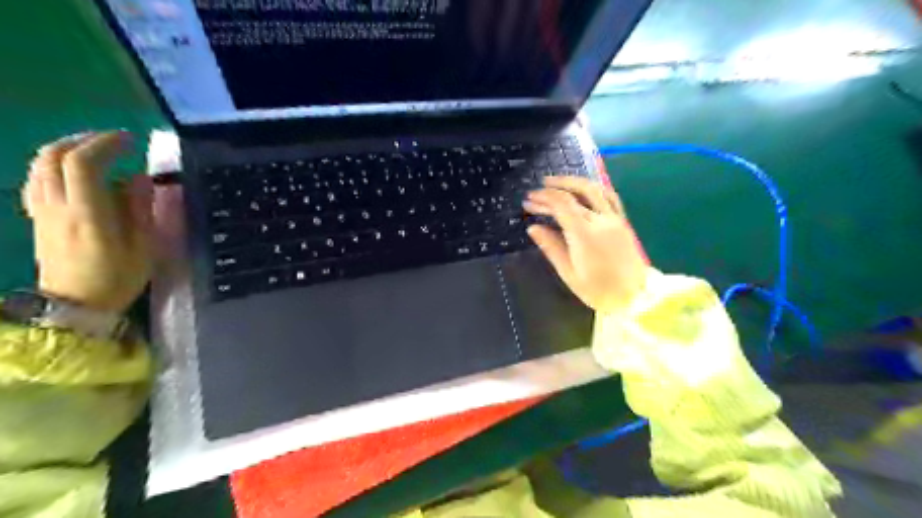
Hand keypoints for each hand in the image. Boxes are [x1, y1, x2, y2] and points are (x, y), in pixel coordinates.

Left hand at [21, 131, 152, 312]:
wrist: (76, 304)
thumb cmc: (118, 277)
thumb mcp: (143, 247)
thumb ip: (140, 209)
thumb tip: (138, 178)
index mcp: (87, 214)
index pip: (84, 164)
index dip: (105, 144)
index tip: (130, 140)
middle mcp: (57, 205)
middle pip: (54, 156)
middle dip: (84, 140)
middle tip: (114, 141)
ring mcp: (41, 209)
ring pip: (40, 163)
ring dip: (67, 148)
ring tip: (95, 150)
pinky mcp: (36, 215)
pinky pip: (37, 177)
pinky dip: (54, 163)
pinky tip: (74, 169)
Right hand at [525, 176, 646, 311]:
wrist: (634, 297)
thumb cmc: (597, 290)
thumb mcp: (568, 272)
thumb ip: (551, 247)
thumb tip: (533, 228)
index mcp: (584, 234)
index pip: (562, 204)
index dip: (544, 198)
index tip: (529, 200)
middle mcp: (601, 220)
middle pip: (576, 193)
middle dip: (555, 187)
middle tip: (538, 189)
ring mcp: (615, 219)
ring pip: (595, 189)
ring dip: (574, 182)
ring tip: (557, 183)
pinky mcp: (623, 222)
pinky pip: (609, 196)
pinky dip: (593, 189)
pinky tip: (583, 190)